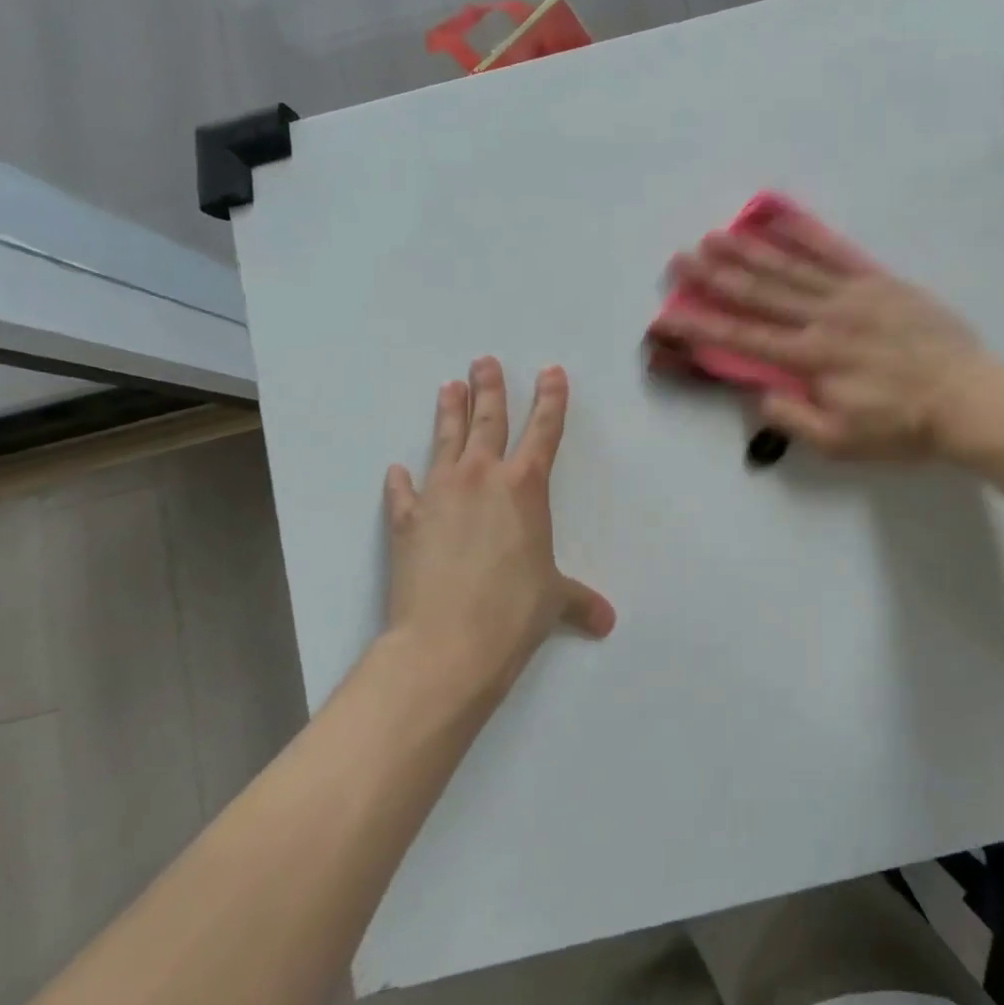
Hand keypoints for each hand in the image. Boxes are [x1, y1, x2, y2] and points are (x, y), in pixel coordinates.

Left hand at [383, 358, 613, 695]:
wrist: (447, 642)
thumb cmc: (514, 611)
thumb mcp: (554, 600)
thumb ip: (580, 601)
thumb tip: (606, 621)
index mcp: (525, 487)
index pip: (544, 430)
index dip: (551, 399)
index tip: (551, 372)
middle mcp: (482, 478)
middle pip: (488, 421)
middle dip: (490, 389)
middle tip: (484, 361)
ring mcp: (439, 494)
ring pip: (446, 441)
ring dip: (449, 412)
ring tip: (448, 386)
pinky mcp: (405, 520)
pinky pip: (403, 492)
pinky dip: (401, 481)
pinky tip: (397, 470)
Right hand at [650, 215, 996, 460]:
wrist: (969, 398)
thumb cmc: (902, 427)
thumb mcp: (841, 442)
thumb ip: (793, 419)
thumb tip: (758, 394)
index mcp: (811, 359)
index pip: (744, 340)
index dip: (703, 327)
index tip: (669, 315)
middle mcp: (823, 318)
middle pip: (760, 294)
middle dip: (715, 277)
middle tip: (681, 259)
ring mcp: (852, 293)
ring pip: (790, 267)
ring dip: (749, 250)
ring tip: (715, 235)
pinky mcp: (878, 280)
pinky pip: (835, 251)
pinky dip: (805, 232)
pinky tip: (779, 216)